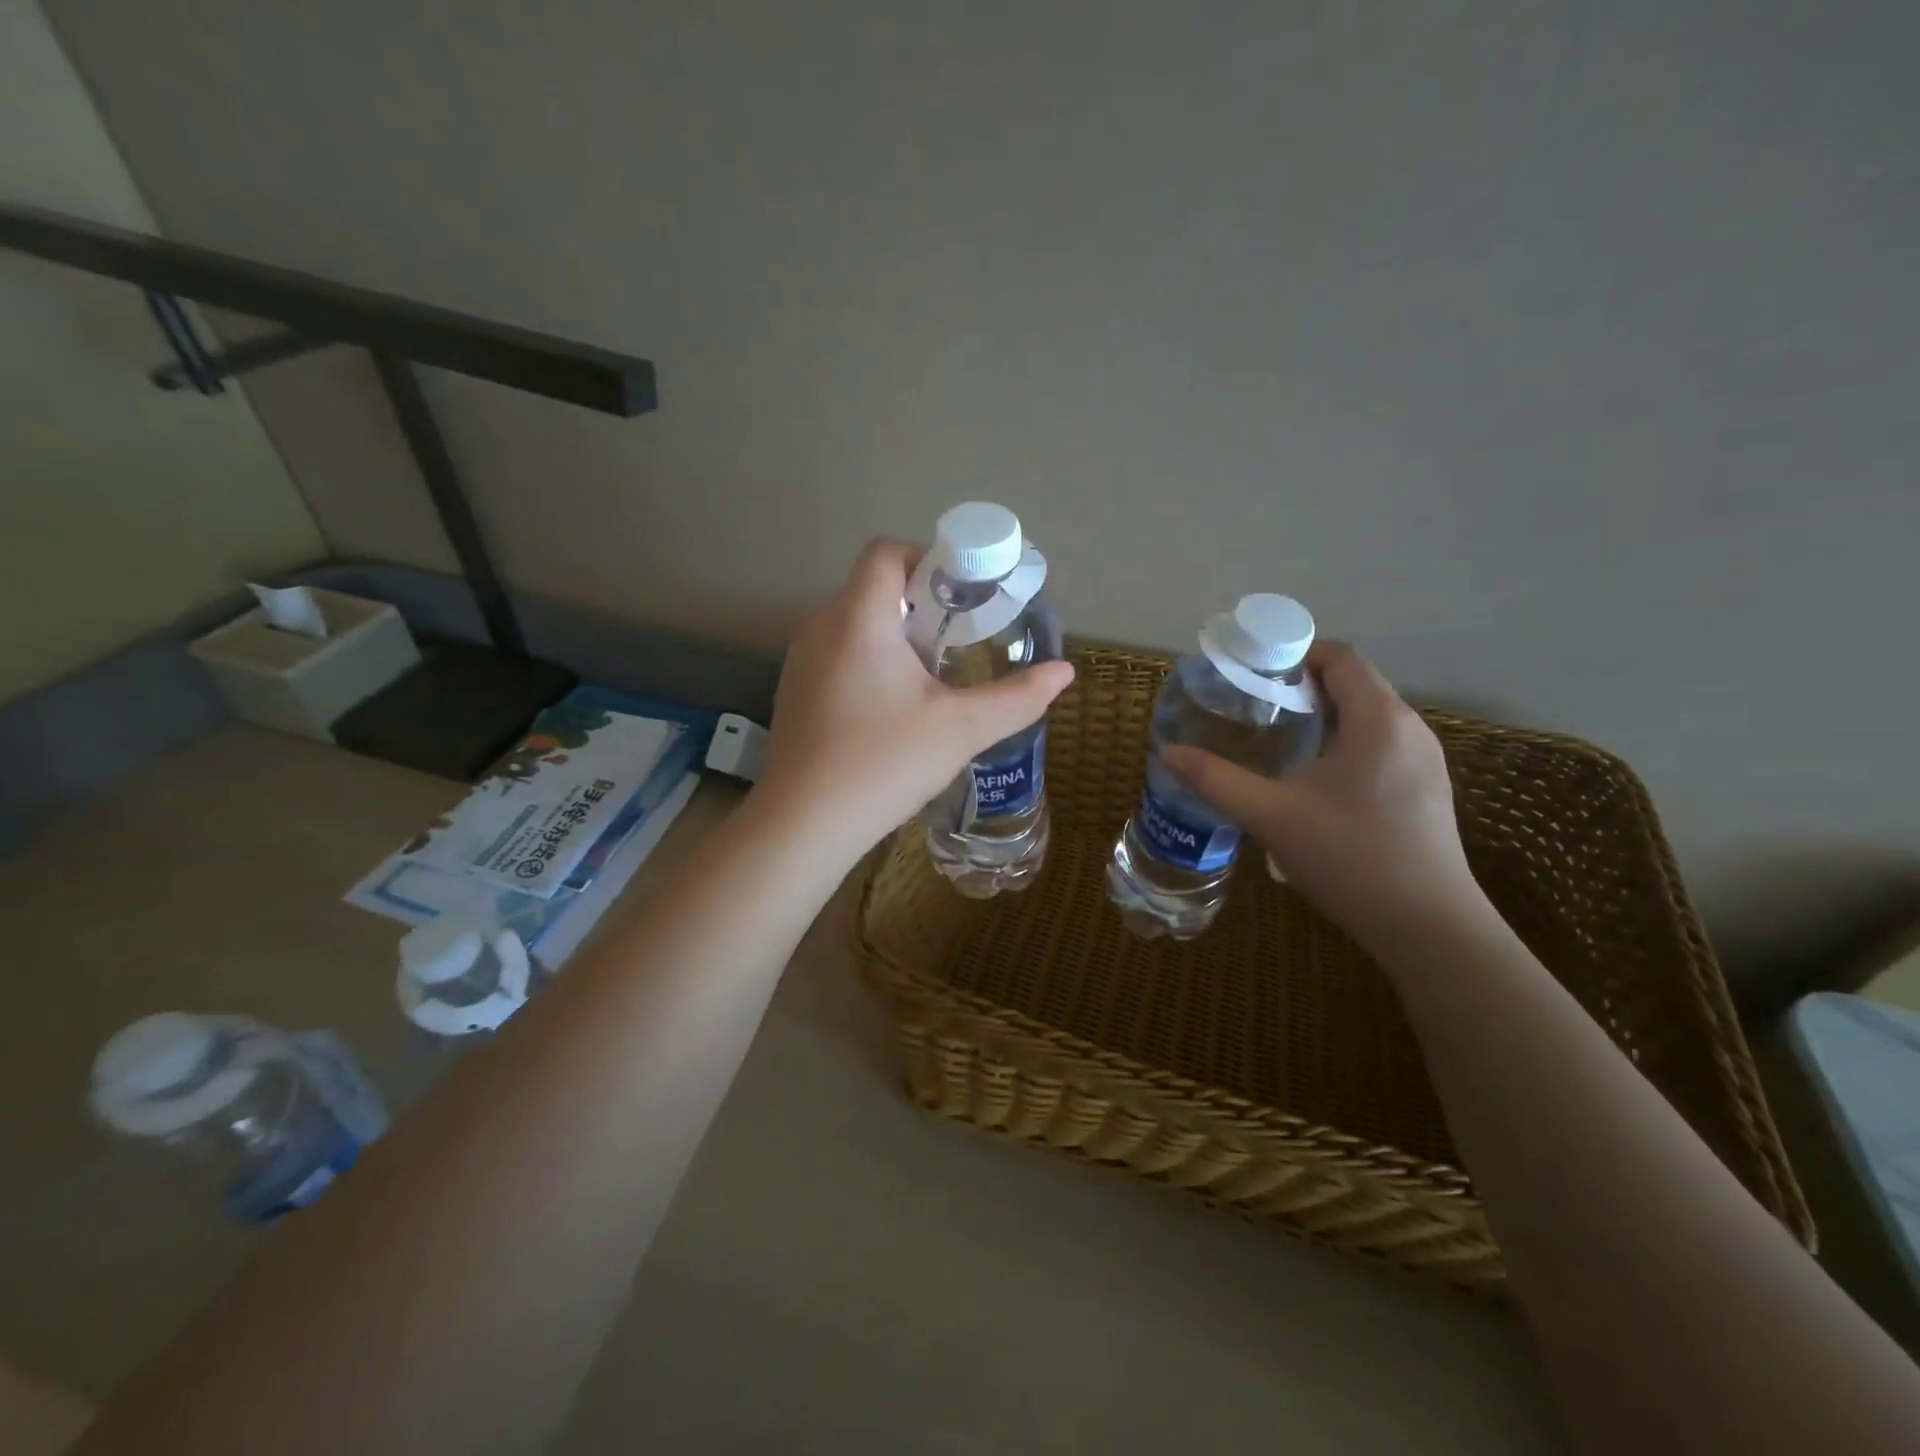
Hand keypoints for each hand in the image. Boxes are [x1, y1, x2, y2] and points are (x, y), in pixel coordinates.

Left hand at [759, 539, 1074, 854]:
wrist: (803, 824)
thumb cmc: (884, 763)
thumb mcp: (961, 729)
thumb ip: (1017, 697)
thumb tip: (1065, 672)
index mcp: (859, 618)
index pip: (887, 552)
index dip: (927, 558)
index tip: (963, 593)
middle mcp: (820, 627)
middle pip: (872, 587)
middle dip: (920, 602)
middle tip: (959, 637)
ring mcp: (800, 661)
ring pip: (852, 624)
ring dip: (894, 634)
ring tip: (931, 673)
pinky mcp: (793, 693)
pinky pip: (835, 655)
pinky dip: (867, 661)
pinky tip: (891, 707)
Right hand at [1161, 641, 1478, 932]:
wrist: (1428, 928)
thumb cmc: (1350, 857)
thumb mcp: (1271, 815)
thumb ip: (1217, 780)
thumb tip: (1168, 753)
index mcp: (1379, 720)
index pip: (1342, 658)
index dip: (1297, 654)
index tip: (1254, 673)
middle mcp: (1411, 729)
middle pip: (1355, 685)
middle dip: (1303, 688)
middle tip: (1254, 708)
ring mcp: (1425, 761)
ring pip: (1369, 718)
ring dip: (1324, 718)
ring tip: (1277, 741)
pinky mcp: (1426, 791)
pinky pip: (1381, 746)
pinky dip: (1344, 745)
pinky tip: (1314, 781)